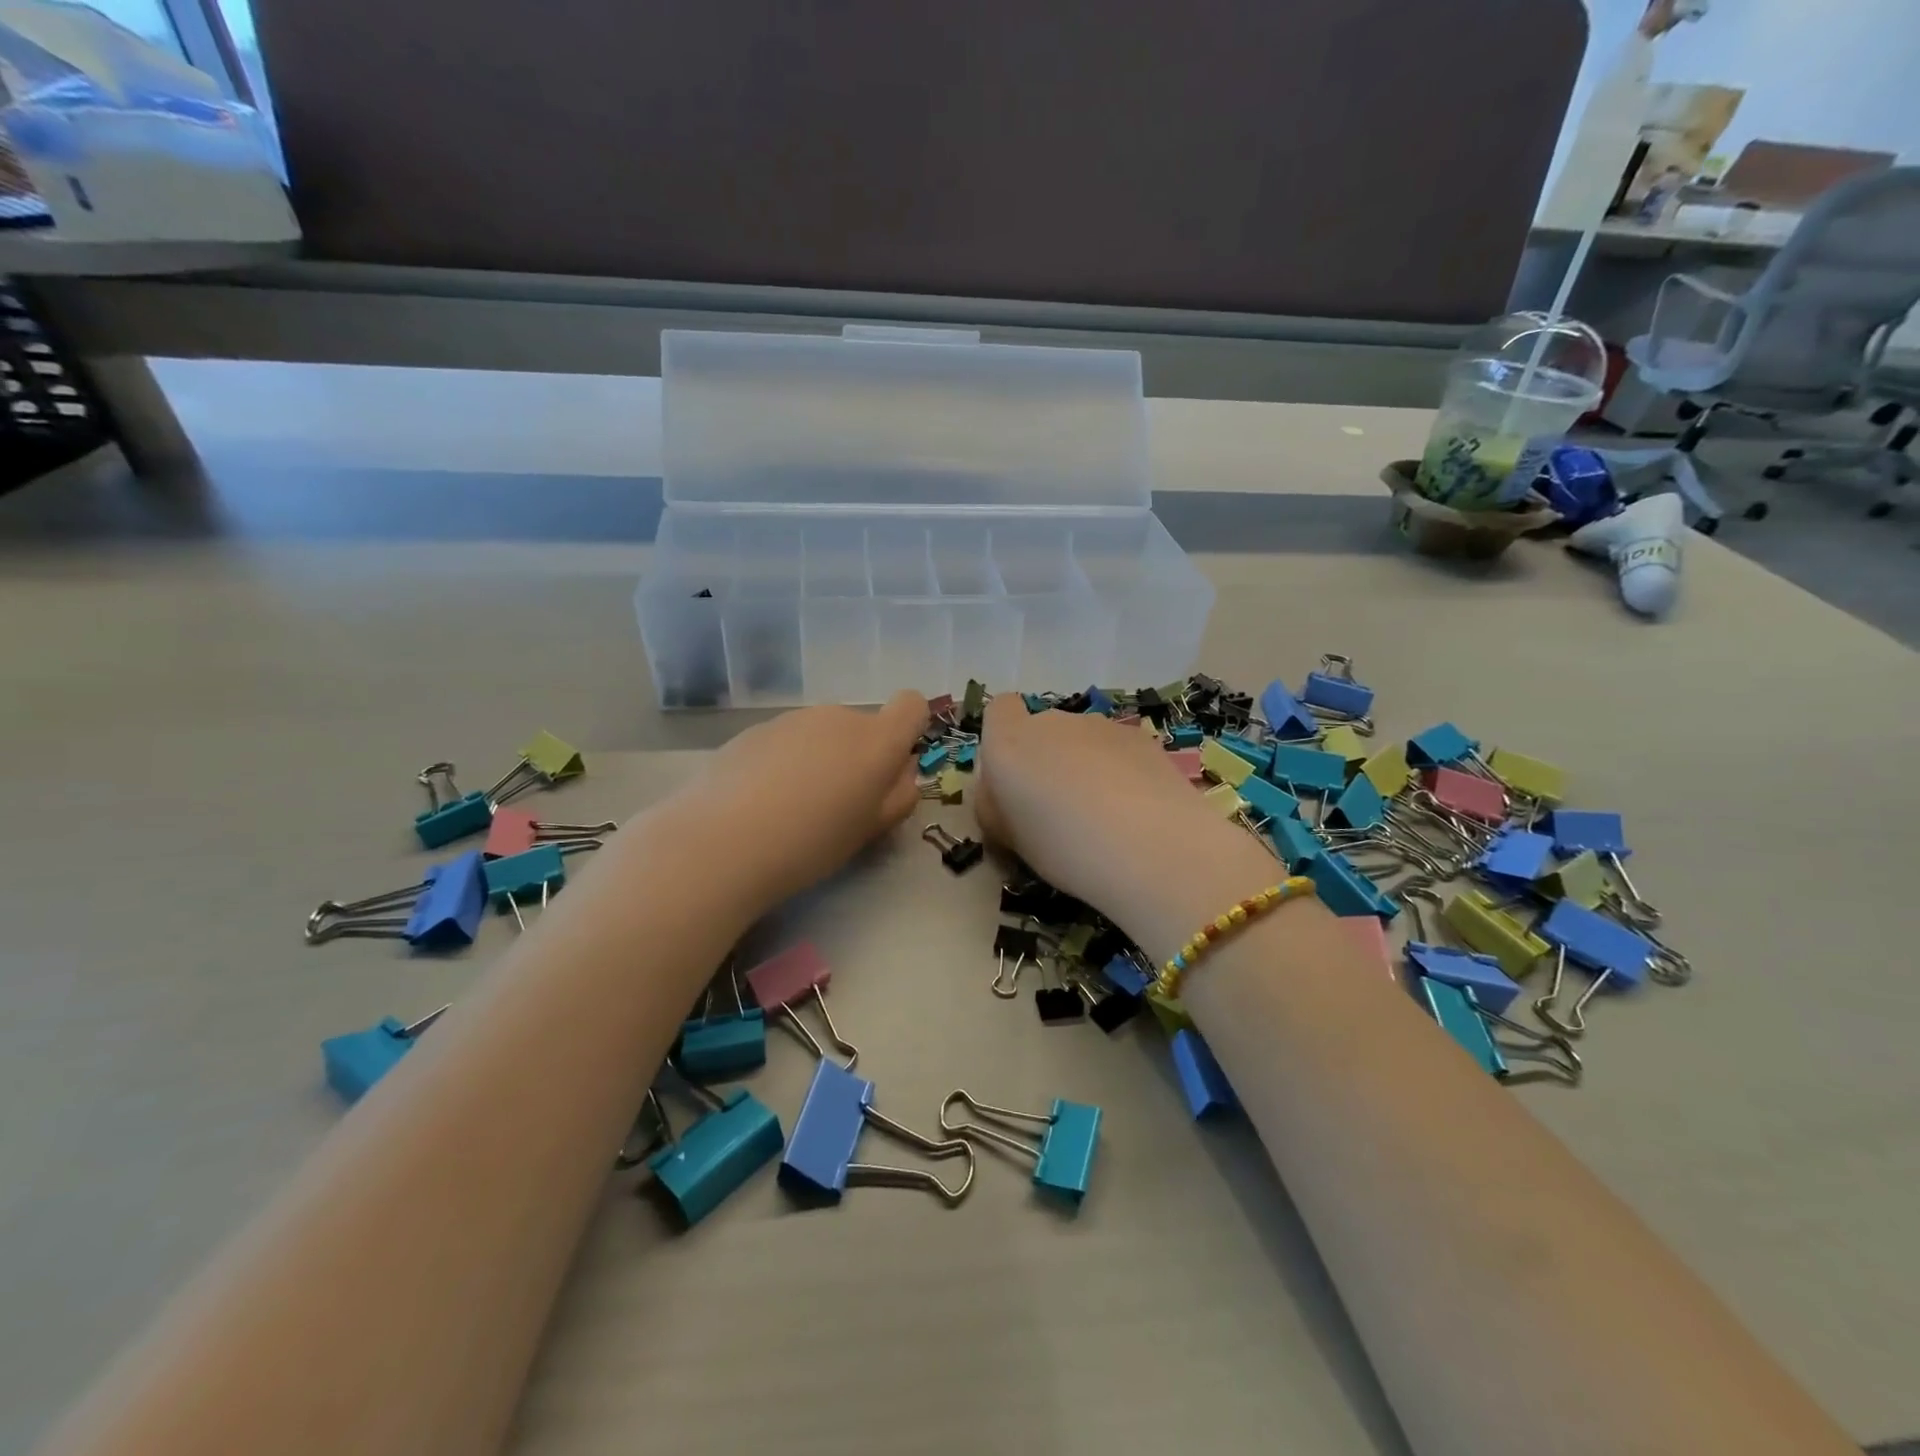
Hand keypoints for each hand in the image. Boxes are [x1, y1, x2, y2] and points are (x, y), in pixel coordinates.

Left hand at [691, 691, 928, 910]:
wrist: (723, 841)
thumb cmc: (813, 842)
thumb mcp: (871, 829)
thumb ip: (899, 795)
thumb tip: (902, 771)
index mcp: (876, 740)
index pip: (911, 705)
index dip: (908, 729)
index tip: (891, 766)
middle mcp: (838, 717)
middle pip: (862, 726)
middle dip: (858, 756)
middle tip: (838, 805)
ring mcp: (793, 720)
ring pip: (822, 734)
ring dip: (821, 760)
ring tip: (793, 808)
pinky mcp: (754, 730)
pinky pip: (787, 741)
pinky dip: (785, 763)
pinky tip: (761, 802)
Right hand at [971, 697, 1280, 962]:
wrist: (1152, 849)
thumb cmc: (1063, 848)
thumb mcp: (1008, 838)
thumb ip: (995, 805)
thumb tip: (1001, 793)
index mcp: (1010, 741)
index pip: (999, 711)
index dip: (1003, 740)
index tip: (1013, 782)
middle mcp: (1053, 722)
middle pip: (1042, 731)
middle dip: (1046, 761)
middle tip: (1057, 813)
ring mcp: (1102, 726)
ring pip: (1082, 741)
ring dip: (1084, 767)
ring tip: (1102, 818)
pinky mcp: (1143, 739)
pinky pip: (1117, 751)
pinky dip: (1119, 772)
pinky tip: (1135, 812)